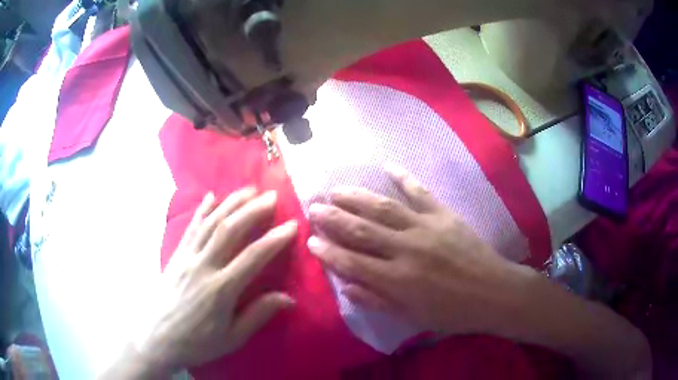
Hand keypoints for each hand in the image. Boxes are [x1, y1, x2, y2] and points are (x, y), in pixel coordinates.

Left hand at [135, 188, 297, 372]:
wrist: (156, 337)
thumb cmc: (196, 342)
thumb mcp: (231, 338)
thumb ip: (258, 315)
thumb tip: (289, 298)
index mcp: (220, 290)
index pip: (253, 257)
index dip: (274, 239)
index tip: (292, 225)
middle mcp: (203, 266)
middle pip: (230, 230)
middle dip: (253, 210)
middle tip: (273, 197)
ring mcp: (187, 257)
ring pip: (211, 223)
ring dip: (231, 203)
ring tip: (249, 189)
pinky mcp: (176, 255)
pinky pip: (191, 228)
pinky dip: (202, 210)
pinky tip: (212, 196)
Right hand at [307, 165, 533, 335]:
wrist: (493, 292)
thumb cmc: (452, 311)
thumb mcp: (413, 317)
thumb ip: (378, 301)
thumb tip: (346, 287)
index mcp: (398, 280)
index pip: (352, 263)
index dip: (329, 251)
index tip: (310, 240)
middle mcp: (407, 249)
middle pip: (362, 230)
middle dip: (334, 218)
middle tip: (314, 207)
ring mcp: (426, 227)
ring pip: (384, 208)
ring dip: (357, 197)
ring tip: (336, 190)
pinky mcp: (444, 215)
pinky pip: (420, 192)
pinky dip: (404, 177)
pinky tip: (387, 165)